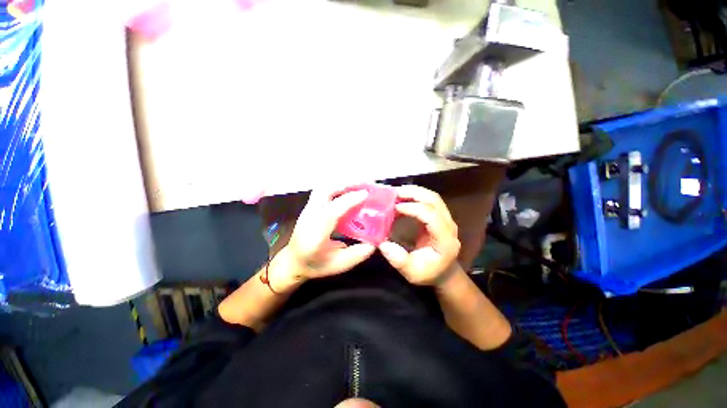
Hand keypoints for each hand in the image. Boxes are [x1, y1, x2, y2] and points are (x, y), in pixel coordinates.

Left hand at [268, 188, 375, 291]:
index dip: (348, 201)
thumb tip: (376, 241)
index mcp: (315, 235)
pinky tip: (350, 190)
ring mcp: (307, 209)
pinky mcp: (310, 206)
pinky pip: (325, 191)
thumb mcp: (339, 265)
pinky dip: (339, 186)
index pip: (331, 212)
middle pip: (324, 191)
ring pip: (324, 187)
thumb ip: (358, 254)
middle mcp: (309, 217)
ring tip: (360, 184)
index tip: (366, 194)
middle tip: (365, 183)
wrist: (292, 262)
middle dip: (346, 184)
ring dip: (343, 183)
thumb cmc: (315, 265)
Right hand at [378, 185, 460, 286]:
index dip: (413, 208)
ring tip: (396, 192)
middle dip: (414, 193)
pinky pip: (428, 201)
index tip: (395, 207)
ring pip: (432, 197)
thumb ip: (399, 260)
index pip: (432, 216)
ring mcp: (446, 219)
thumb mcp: (412, 273)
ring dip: (414, 192)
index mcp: (444, 240)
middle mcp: (449, 225)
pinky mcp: (439, 217)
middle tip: (394, 192)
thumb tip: (383, 244)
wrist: (444, 272)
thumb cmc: (429, 273)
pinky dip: (415, 196)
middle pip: (434, 200)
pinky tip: (402, 198)